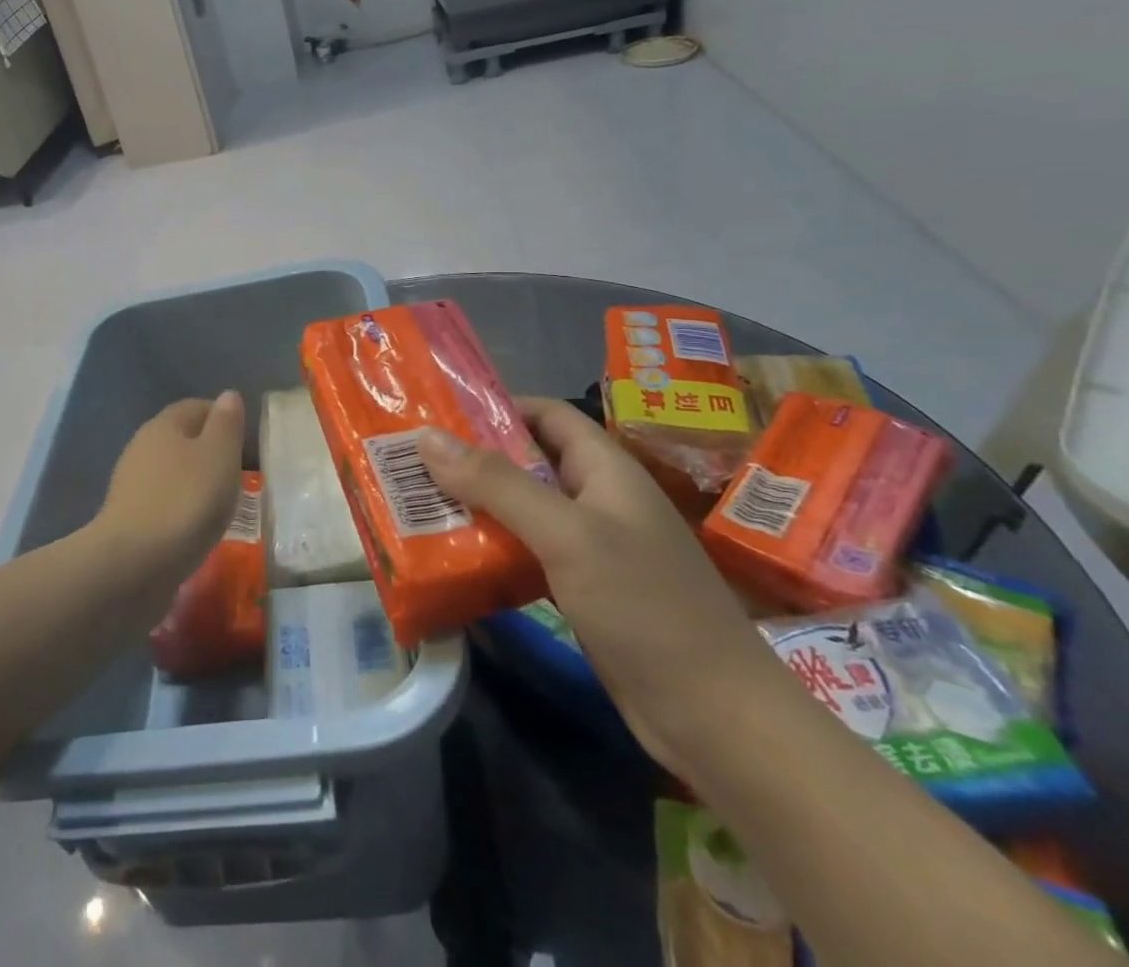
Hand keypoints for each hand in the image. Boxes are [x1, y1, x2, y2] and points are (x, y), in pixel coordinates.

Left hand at [91, 392, 246, 597]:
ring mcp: (131, 484)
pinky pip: (164, 502)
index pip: (196, 406)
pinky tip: (197, 527)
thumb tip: (228, 395)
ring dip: (196, 482)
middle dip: (210, 451)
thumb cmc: (185, 501)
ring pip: (172, 472)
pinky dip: (183, 508)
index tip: (247, 440)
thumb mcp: (219, 456)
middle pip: (182, 439)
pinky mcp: (128, 519)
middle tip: (239, 473)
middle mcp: (142, 447)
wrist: (133, 566)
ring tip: (223, 504)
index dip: (223, 417)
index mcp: (164, 425)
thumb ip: (226, 424)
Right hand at [416, 399, 794, 775]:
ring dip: (475, 505)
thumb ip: (496, 483)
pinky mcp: (581, 590)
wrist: (717, 721)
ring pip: (522, 509)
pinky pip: (526, 553)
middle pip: (527, 461)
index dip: (496, 406)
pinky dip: (491, 548)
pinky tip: (451, 556)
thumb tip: (426, 436)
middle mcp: (596, 498)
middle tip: (411, 461)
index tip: (438, 413)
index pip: (546, 413)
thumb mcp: (567, 534)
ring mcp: (590, 547)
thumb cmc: (646, 607)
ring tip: (417, 503)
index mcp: (605, 468)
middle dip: (472, 458)